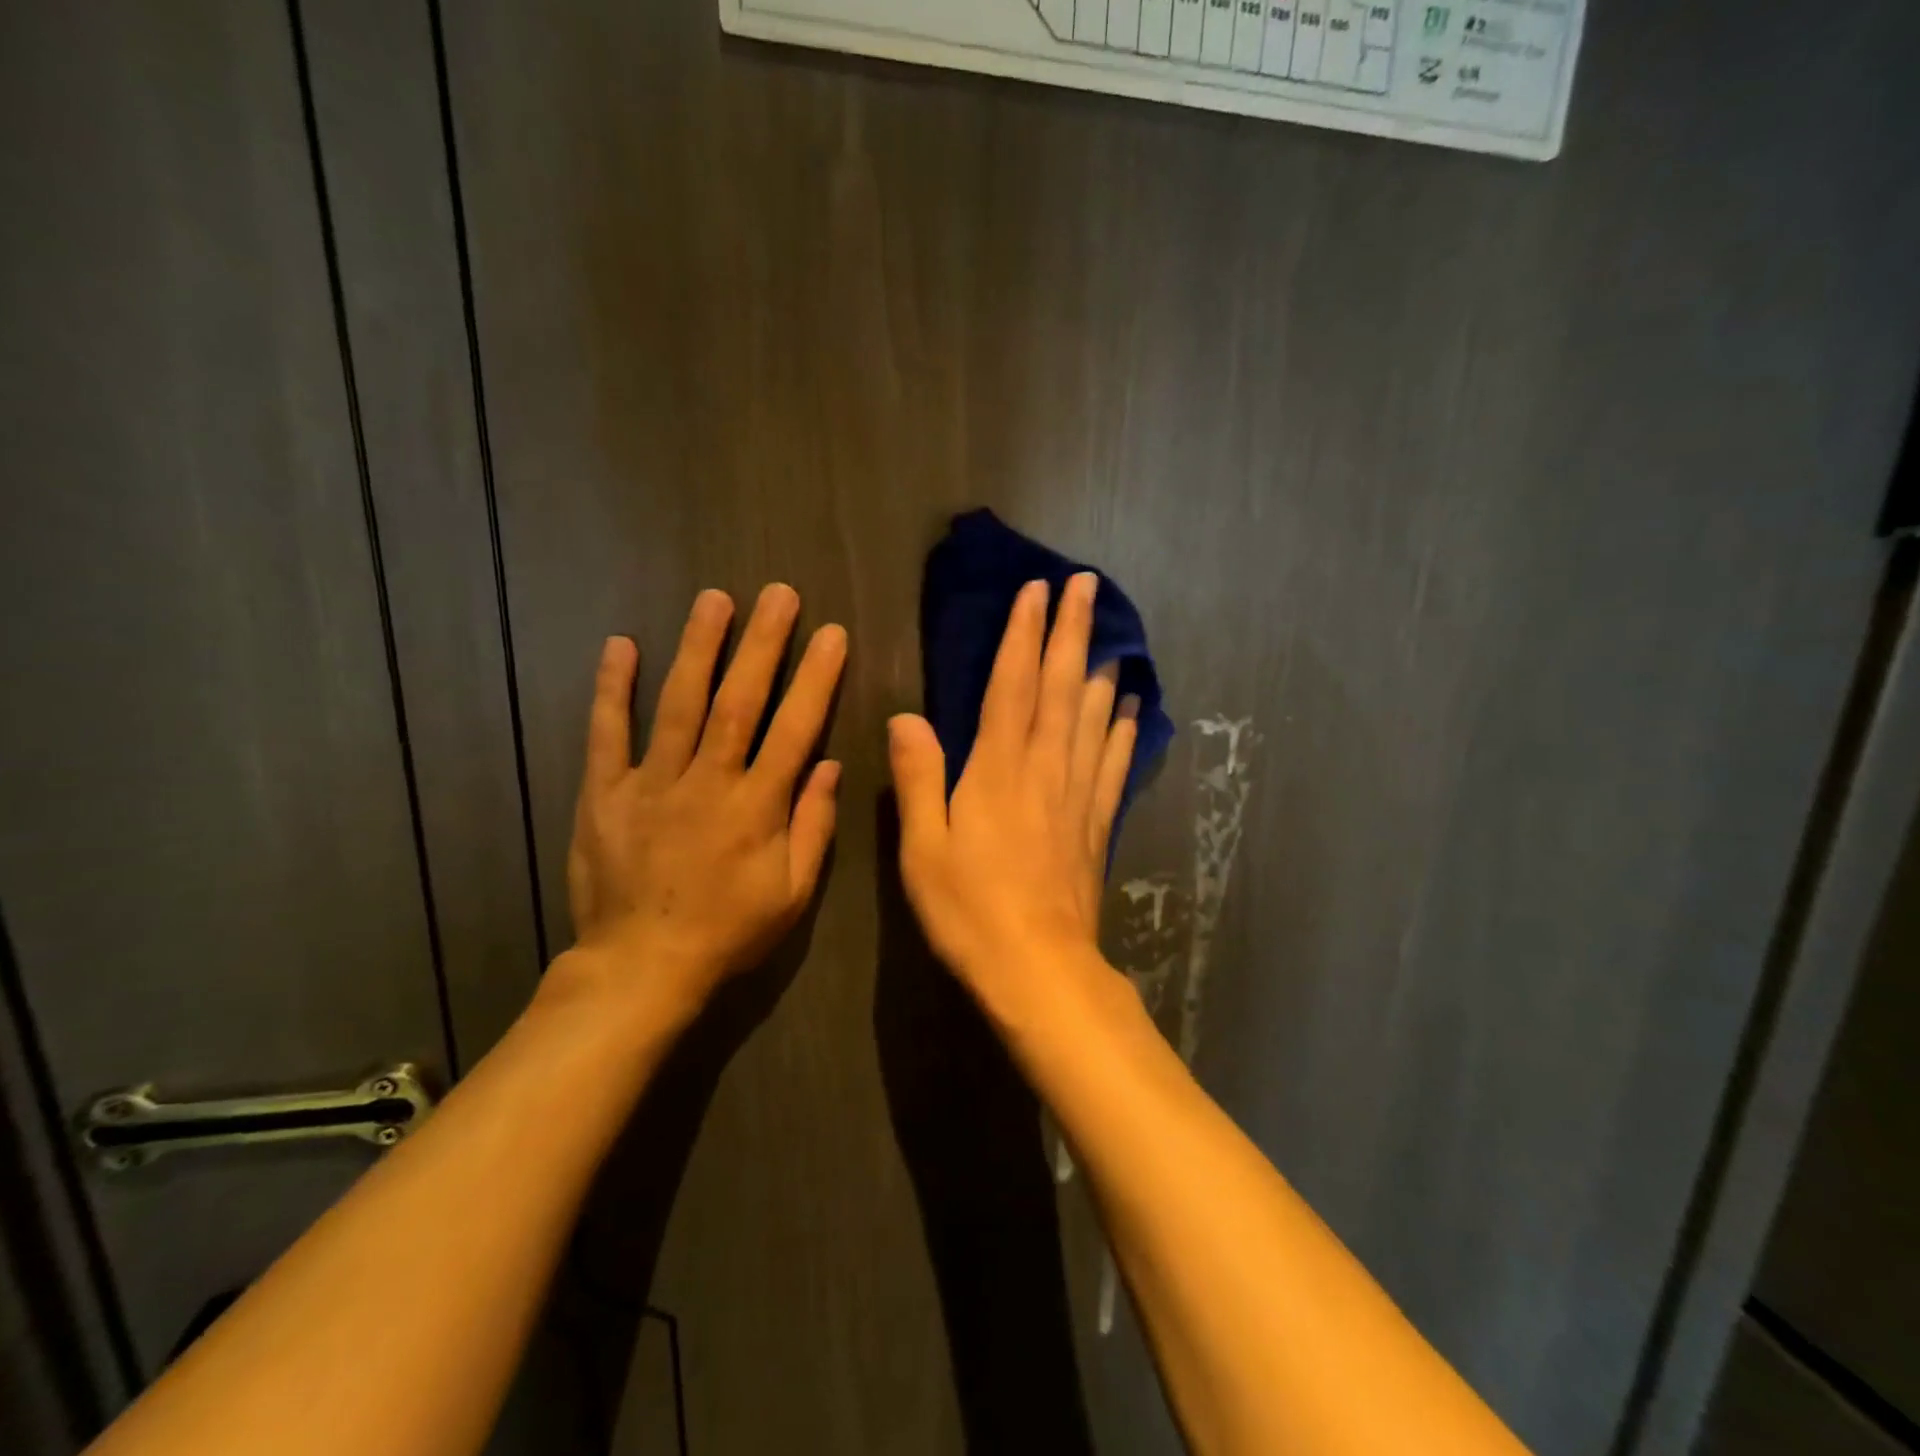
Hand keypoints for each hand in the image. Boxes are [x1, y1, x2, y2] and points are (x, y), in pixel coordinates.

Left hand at [556, 584, 845, 1023]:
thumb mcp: (792, 894)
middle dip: (762, 644)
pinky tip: (621, 645)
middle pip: (739, 702)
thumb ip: (812, 827)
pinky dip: (613, 689)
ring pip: (679, 705)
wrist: (641, 968)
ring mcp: (651, 784)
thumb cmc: (728, 933)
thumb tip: (829, 765)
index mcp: (756, 808)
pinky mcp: (605, 794)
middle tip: (778, 593)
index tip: (832, 634)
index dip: (816, 679)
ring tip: (714, 600)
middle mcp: (707, 783)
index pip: (794, 729)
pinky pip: (607, 734)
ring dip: (698, 648)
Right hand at [888, 572, 1138, 1020]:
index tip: (1036, 590)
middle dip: (1071, 631)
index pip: (1012, 684)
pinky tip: (1131, 710)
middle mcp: (1044, 768)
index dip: (1023, 633)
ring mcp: (1077, 796)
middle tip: (1086, 586)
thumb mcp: (923, 847)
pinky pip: (1113, 765)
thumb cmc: (969, 909)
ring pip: (1092, 717)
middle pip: (1060, 687)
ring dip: (1099, 669)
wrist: (1038, 969)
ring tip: (1111, 635)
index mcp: (997, 769)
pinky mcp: (1096, 825)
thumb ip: (918, 777)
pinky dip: (1122, 732)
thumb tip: (907, 715)